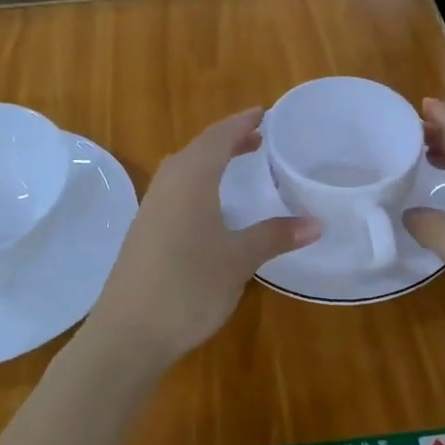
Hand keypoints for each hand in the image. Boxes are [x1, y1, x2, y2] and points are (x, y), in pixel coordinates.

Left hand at [89, 109, 317, 363]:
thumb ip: (274, 236)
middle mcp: (167, 185)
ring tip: (238, 164)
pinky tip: (210, 205)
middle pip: (198, 149)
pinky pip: (175, 190)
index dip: (241, 123)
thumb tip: (315, 223)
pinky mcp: (144, 231)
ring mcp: (151, 208)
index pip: (218, 138)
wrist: (128, 333)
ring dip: (211, 161)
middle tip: (257, 138)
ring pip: (183, 169)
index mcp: (191, 180)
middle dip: (228, 140)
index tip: (263, 112)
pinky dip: (198, 183)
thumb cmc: (189, 287)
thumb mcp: (238, 260)